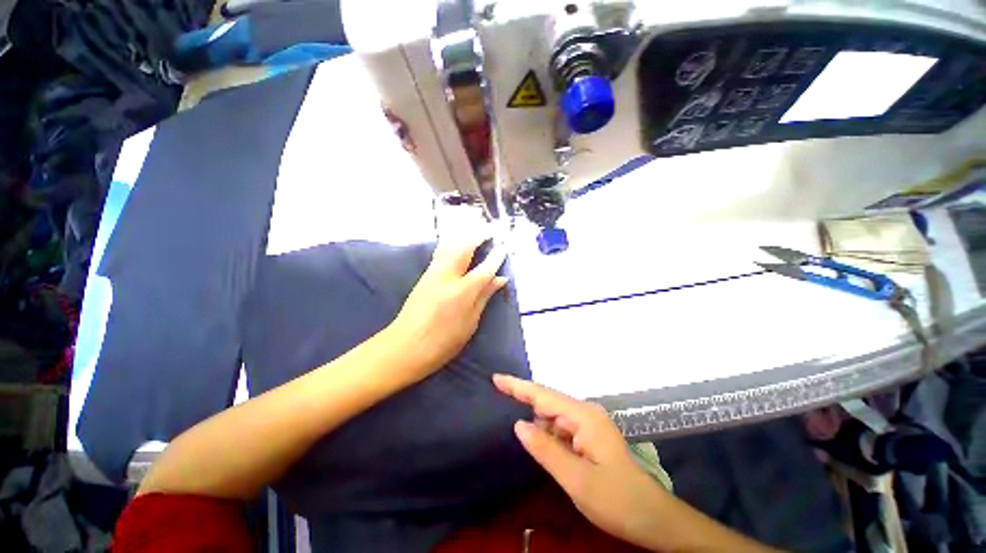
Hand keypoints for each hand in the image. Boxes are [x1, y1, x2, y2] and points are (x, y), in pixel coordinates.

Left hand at [386, 237, 507, 378]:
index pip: (484, 269)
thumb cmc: (443, 342)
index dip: (496, 256)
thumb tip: (500, 279)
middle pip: (464, 249)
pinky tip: (456, 244)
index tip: (504, 246)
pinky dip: (452, 245)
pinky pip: (441, 254)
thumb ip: (484, 297)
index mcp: (462, 292)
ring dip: (464, 237)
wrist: (404, 347)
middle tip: (489, 229)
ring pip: (449, 247)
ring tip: (475, 231)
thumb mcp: (470, 322)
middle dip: (477, 236)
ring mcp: (432, 275)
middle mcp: (446, 277)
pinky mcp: (423, 277)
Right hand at [493, 374, 671, 548]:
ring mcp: (589, 424)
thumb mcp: (576, 480)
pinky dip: (549, 436)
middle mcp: (585, 413)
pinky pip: (561, 429)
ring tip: (525, 436)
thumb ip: (545, 449)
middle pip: (547, 403)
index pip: (543, 395)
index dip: (518, 386)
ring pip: (553, 418)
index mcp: (583, 416)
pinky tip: (543, 448)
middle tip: (503, 412)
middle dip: (526, 407)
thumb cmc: (617, 500)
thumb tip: (519, 424)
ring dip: (538, 426)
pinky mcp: (589, 436)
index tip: (496, 378)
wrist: (653, 519)